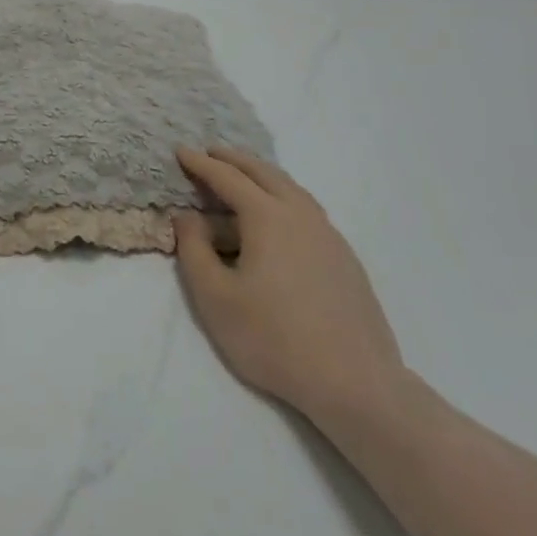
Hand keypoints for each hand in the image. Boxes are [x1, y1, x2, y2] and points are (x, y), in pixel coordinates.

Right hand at [173, 147, 405, 426]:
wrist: (356, 384)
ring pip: (292, 189)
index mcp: (268, 218)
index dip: (201, 164)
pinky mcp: (346, 259)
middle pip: (265, 173)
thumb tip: (188, 216)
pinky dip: (284, 197)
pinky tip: (279, 218)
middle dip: (234, 160)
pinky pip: (307, 210)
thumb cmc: (274, 338)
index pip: (228, 178)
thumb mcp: (214, 297)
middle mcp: (301, 215)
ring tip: (243, 177)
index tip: (181, 151)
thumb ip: (194, 250)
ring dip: (262, 176)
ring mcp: (329, 236)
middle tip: (211, 153)